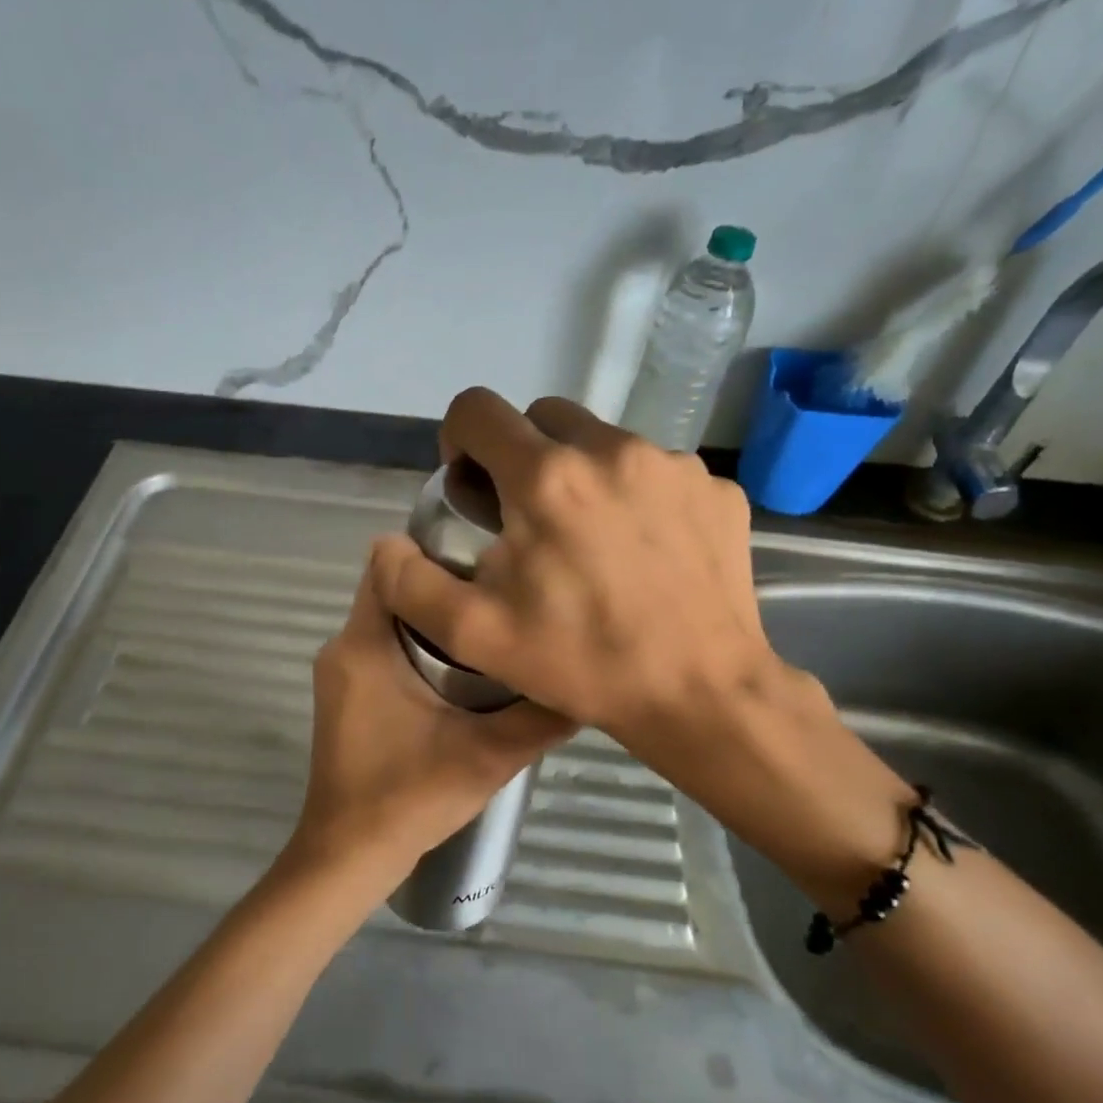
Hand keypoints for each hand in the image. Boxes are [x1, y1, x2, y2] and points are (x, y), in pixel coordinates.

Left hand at [280, 544, 574, 895]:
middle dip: (444, 591)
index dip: (434, 551)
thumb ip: (540, 716)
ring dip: (435, 624)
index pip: (387, 563)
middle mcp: (342, 647)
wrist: (349, 856)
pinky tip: (461, 678)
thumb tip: (587, 680)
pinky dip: (416, 651)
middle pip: (394, 592)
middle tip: (501, 601)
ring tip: (491, 635)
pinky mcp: (343, 698)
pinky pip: (381, 651)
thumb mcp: (488, 755)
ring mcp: (338, 674)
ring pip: (389, 623)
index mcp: (364, 644)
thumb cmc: (408, 797)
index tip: (485, 561)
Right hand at [371, 387, 781, 757]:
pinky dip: (636, 497)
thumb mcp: (475, 636)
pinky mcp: (715, 489)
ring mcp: (673, 465)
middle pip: (543, 416)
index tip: (470, 486)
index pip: (478, 409)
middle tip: (526, 519)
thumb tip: (387, 545)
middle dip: (521, 455)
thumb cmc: (582, 662)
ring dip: (581, 476)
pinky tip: (643, 553)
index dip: (459, 439)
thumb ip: (411, 584)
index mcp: (545, 478)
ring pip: (604, 443)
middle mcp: (611, 450)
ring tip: (590, 542)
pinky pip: (657, 472)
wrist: (699, 693)